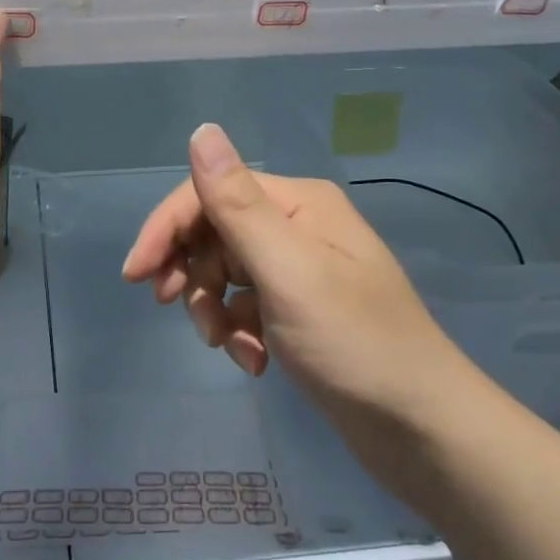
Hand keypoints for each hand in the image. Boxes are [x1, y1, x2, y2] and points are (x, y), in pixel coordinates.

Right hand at [122, 123, 482, 429]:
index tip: (136, 276)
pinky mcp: (300, 311)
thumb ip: (237, 202)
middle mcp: (298, 226)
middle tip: (188, 316)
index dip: (167, 228)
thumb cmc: (354, 343)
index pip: (211, 193)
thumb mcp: (288, 270)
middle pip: (214, 233)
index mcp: (298, 203)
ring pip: (225, 273)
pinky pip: (246, 306)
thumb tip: (201, 129)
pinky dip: (240, 332)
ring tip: (233, 349)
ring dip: (216, 311)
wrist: (424, 431)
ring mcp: (300, 270)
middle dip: (194, 276)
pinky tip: (256, 363)